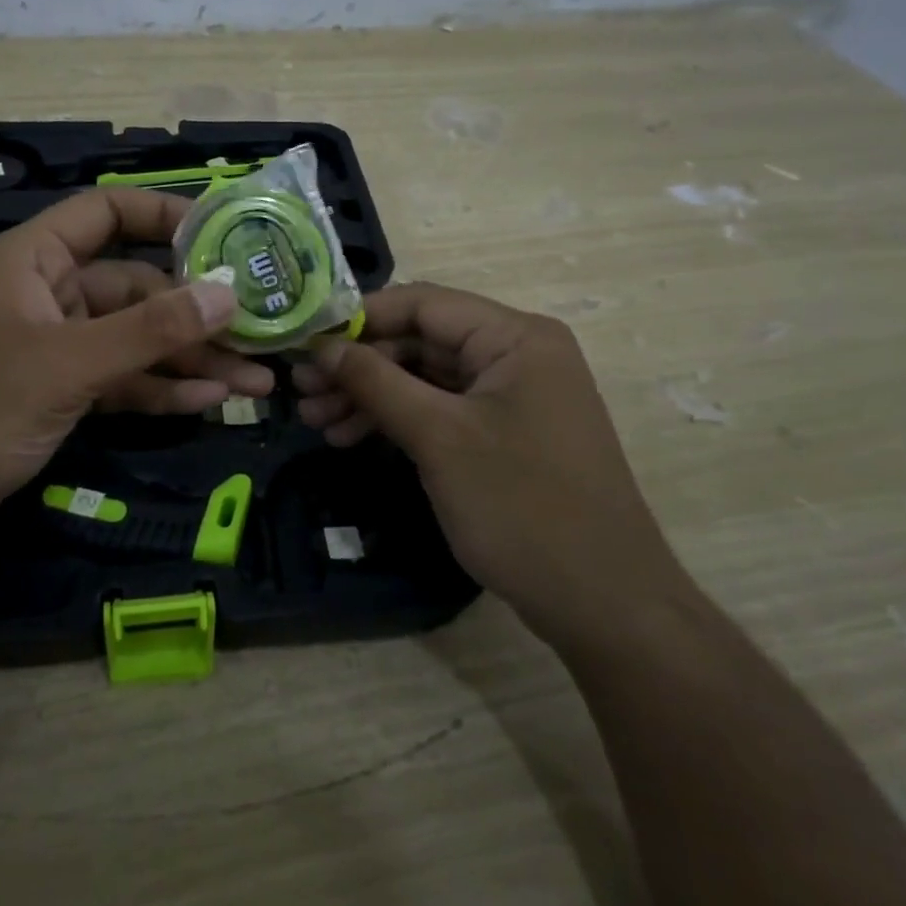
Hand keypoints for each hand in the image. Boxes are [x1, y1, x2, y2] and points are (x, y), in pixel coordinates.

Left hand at [0, 188, 272, 534]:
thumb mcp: (69, 364)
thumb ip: (150, 330)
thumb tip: (228, 294)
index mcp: (36, 260)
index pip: (107, 212)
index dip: (164, 215)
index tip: (225, 233)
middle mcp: (51, 294)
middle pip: (137, 288)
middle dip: (197, 314)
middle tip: (262, 332)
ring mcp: (59, 346)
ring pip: (137, 341)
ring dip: (191, 360)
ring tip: (257, 382)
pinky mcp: (64, 392)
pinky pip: (124, 380)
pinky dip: (162, 390)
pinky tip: (210, 401)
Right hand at [293, 283, 686, 648]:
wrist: (603, 602)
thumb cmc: (522, 506)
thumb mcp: (440, 438)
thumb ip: (377, 382)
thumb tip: (323, 347)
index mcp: (515, 337)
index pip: (422, 303)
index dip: (359, 319)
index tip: (306, 342)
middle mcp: (517, 354)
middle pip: (420, 341)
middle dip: (359, 366)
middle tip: (301, 393)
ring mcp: (512, 396)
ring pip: (425, 378)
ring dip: (370, 396)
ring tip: (315, 422)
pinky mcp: (504, 433)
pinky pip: (441, 410)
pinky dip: (397, 420)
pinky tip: (351, 438)